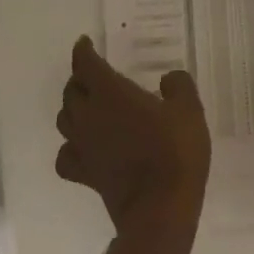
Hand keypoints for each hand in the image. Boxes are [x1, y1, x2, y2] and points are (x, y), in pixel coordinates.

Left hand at [56, 37, 210, 241]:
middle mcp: (89, 115)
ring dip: (73, 109)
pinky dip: (70, 147)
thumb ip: (178, 86)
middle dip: (79, 79)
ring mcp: (83, 146)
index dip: (83, 51)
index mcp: (110, 92)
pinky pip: (66, 156)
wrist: (161, 209)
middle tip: (93, 76)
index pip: (85, 64)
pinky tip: (83, 147)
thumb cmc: (174, 152)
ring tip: (88, 106)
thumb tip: (168, 79)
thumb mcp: (189, 109)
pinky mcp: (85, 175)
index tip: (85, 43)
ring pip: (64, 120)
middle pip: (70, 91)